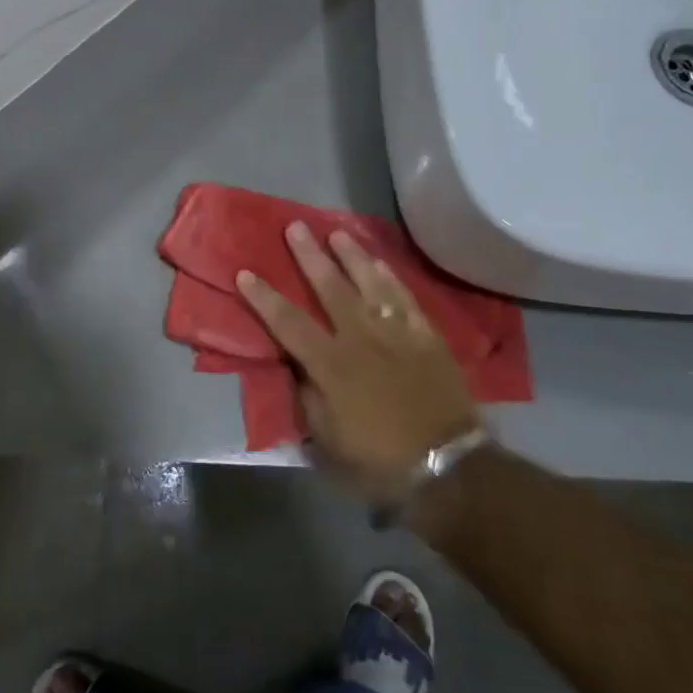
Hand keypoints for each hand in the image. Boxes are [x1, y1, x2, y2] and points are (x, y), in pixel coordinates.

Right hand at [237, 221, 481, 501]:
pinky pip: (405, 297)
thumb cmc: (379, 458)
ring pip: (369, 282)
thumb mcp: (328, 437)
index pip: (289, 323)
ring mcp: (396, 333)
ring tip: (337, 233)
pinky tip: (380, 262)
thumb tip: (297, 365)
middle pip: (330, 288)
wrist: (447, 465)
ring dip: (352, 255)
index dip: (264, 297)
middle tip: (296, 226)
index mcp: (331, 365)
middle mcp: (361, 338)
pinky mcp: (426, 336)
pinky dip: (390, 277)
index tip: (245, 272)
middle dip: (309, 256)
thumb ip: (308, 395)